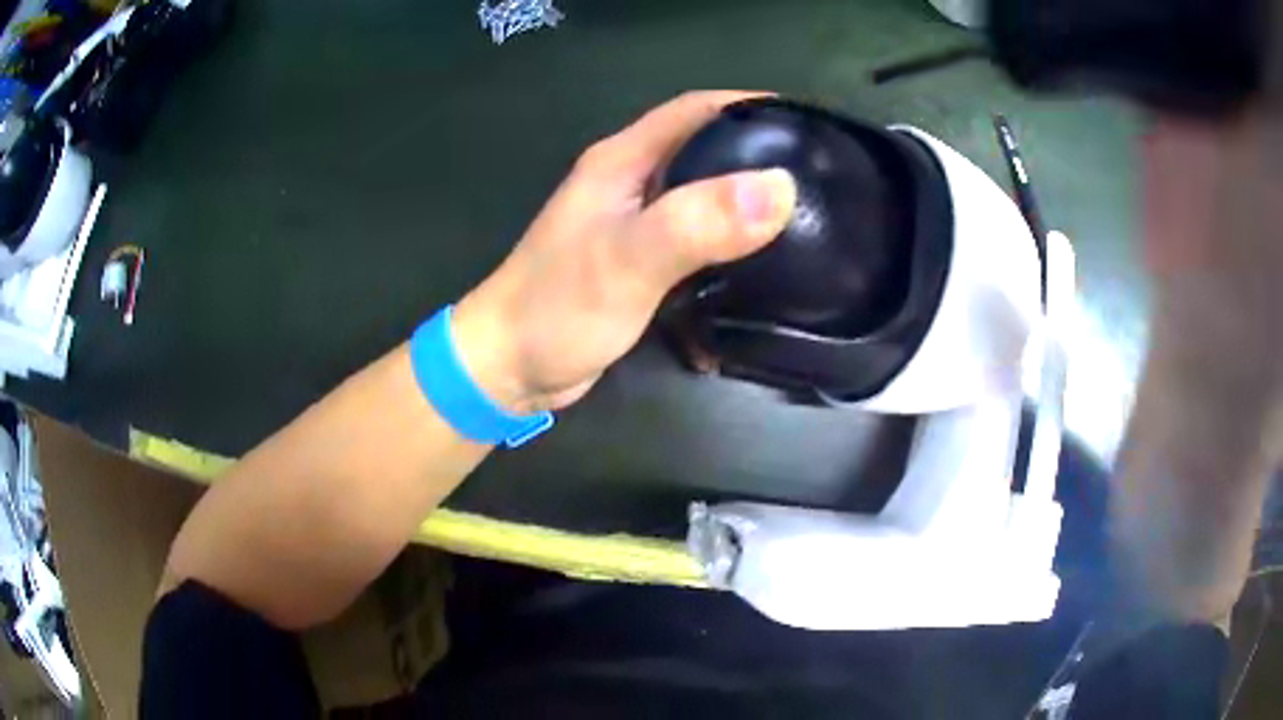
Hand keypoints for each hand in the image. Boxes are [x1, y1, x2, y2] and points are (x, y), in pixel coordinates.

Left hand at [449, 92, 796, 414]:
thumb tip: (780, 188)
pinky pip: (693, 241)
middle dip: (757, 154)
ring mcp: (633, 225)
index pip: (694, 110)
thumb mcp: (628, 260)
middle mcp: (629, 183)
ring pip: (701, 197)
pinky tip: (758, 265)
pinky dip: (726, 246)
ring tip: (801, 216)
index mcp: (622, 161)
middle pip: (703, 149)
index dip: (749, 107)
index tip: (805, 125)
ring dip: (744, 202)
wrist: (508, 369)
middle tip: (816, 175)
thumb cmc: (557, 308)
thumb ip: (697, 222)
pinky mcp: (638, 264)